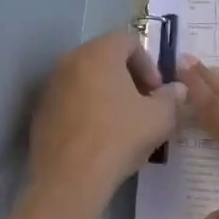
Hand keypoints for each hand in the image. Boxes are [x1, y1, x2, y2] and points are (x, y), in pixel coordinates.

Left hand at [25, 29, 185, 218]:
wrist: (69, 178)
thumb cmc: (118, 138)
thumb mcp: (159, 119)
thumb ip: (171, 98)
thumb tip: (178, 89)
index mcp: (100, 53)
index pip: (128, 40)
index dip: (148, 62)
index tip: (156, 91)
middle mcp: (71, 60)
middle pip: (105, 56)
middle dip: (128, 77)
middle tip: (143, 104)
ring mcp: (52, 84)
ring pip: (86, 78)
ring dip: (106, 92)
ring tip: (122, 122)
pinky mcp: (41, 109)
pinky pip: (70, 98)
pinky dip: (86, 108)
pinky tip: (97, 136)